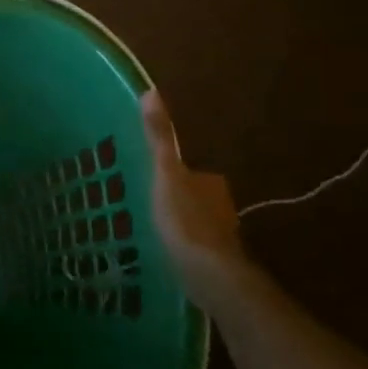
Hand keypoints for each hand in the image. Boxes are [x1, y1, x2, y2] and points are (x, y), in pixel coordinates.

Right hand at [140, 91, 244, 298]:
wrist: (210, 277)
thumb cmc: (185, 221)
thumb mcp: (165, 174)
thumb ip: (159, 138)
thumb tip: (151, 91)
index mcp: (210, 183)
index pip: (192, 173)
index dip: (173, 175)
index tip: (151, 180)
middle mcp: (221, 207)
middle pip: (195, 199)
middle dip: (177, 201)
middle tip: (145, 205)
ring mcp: (221, 238)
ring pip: (196, 225)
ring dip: (180, 226)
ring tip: (150, 231)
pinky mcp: (216, 266)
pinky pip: (195, 250)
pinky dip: (183, 250)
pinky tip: (165, 257)